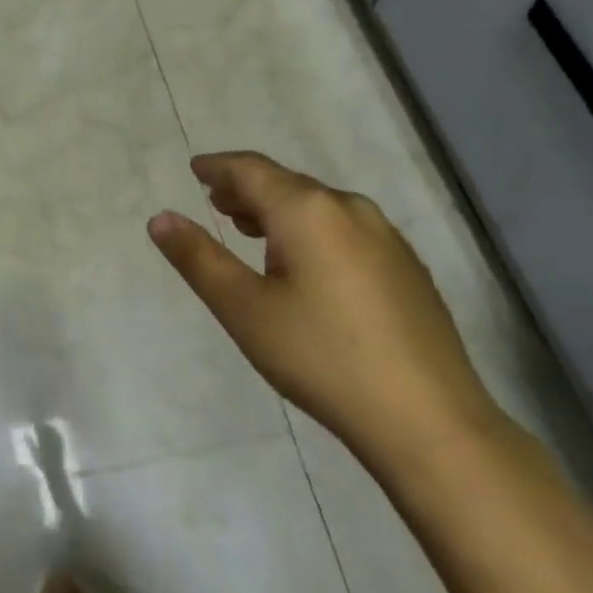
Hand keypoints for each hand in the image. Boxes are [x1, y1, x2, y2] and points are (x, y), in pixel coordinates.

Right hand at [149, 151, 501, 476]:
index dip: (218, 167)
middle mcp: (348, 208)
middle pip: (285, 183)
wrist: (433, 425)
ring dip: (279, 210)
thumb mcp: (244, 309)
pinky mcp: (408, 268)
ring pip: (318, 205)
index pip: (250, 169)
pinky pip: (345, 228)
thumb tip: (159, 218)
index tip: (195, 169)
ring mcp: (385, 237)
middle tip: (217, 202)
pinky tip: (306, 264)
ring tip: (253, 231)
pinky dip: (312, 230)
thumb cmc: (323, 358)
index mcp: (306, 209)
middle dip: (246, 189)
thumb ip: (198, 257)